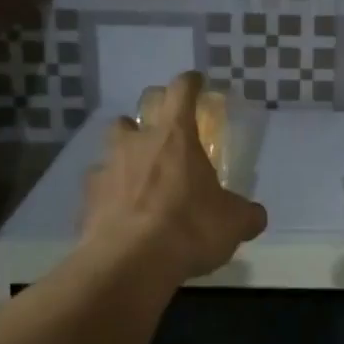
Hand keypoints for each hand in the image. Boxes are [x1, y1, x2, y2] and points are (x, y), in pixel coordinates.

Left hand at [80, 72, 267, 283]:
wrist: (130, 262)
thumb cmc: (189, 228)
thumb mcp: (233, 222)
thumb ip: (245, 214)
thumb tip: (256, 216)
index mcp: (175, 136)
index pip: (181, 91)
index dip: (189, 83)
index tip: (196, 81)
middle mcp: (137, 143)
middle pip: (136, 112)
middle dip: (148, 116)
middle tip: (162, 132)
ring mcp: (106, 168)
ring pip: (112, 146)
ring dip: (125, 152)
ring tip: (137, 173)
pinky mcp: (87, 199)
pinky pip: (98, 186)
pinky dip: (109, 192)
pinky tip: (119, 210)